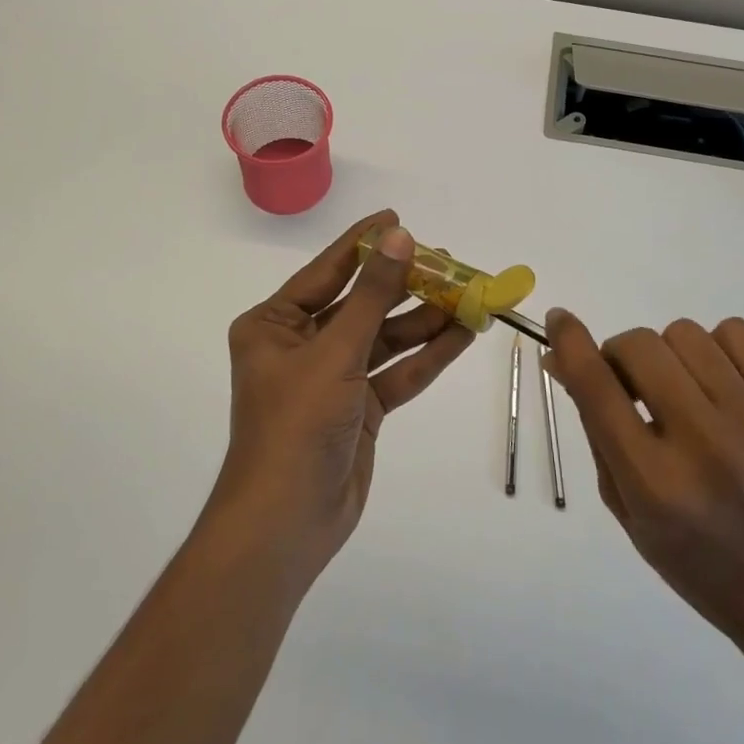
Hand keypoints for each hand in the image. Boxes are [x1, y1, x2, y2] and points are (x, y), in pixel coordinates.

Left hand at [214, 211, 473, 576]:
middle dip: (405, 285)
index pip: (327, 271)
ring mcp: (333, 377)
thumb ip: (372, 294)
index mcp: (274, 324)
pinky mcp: (359, 407)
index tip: (397, 219)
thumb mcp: (335, 352)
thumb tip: (399, 238)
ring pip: (385, 338)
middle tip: (448, 262)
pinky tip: (464, 334)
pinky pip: (396, 372)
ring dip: (425, 320)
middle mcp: (302, 344)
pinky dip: (428, 355)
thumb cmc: (296, 425)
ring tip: (469, 295)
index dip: (363, 244)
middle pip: (362, 303)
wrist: (287, 524)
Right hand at [543, 309, 743, 666]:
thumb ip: (594, 428)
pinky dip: (714, 346)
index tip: (558, 320)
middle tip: (629, 384)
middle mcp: (702, 443)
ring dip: (665, 353)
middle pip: (639, 346)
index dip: (570, 342)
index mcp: (654, 482)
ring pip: (683, 333)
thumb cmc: (695, 560)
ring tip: (678, 389)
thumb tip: (563, 358)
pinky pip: (735, 331)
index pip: (597, 387)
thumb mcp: (626, 507)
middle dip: (619, 355)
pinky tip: (715, 382)